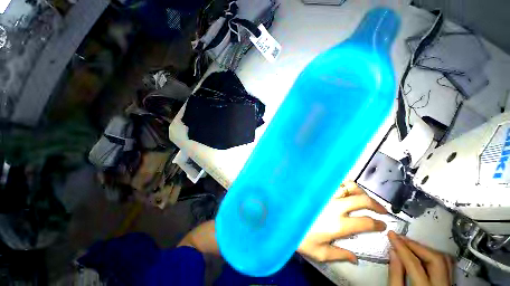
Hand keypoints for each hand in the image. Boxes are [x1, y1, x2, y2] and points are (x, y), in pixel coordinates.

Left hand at [298, 181, 387, 262]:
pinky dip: (343, 184)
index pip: (366, 222)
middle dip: (376, 204)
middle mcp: (334, 206)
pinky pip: (334, 182)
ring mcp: (325, 194)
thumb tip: (356, 259)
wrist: (282, 219)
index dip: (378, 223)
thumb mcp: (320, 253)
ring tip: (363, 197)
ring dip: (360, 191)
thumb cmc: (300, 237)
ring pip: (348, 186)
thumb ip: (340, 255)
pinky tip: (344, 190)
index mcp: (338, 224)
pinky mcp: (318, 189)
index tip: (382, 224)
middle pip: (362, 199)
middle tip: (381, 210)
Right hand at [388, 231, 453, 285]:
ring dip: (426, 249)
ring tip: (410, 244)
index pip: (414, 264)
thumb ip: (395, 274)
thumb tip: (393, 251)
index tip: (392, 235)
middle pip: (435, 259)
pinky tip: (422, 253)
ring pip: (444, 260)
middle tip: (401, 239)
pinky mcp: (450, 284)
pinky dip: (433, 256)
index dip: (402, 247)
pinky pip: (447, 265)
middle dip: (416, 246)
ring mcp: (449, 285)